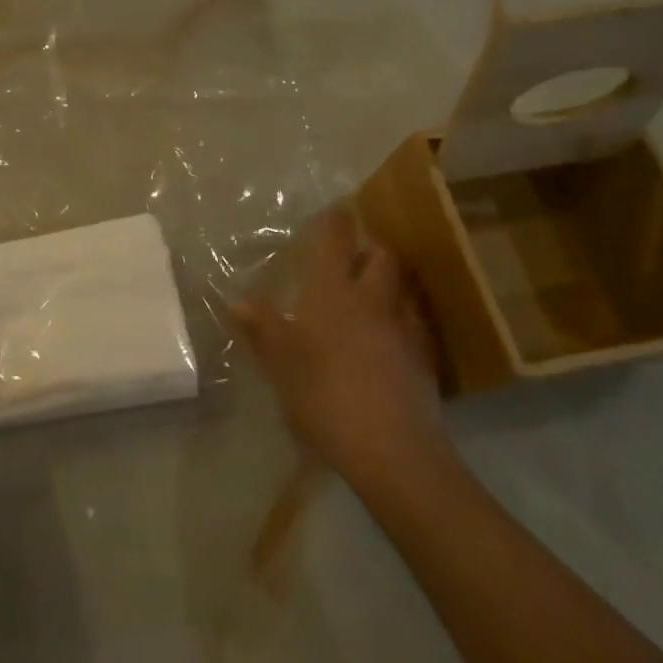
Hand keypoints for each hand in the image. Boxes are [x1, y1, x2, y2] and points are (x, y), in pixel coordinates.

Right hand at [232, 207, 453, 490]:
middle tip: (354, 253)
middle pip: (383, 255)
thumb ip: (262, 329)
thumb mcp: (280, 365)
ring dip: (391, 280)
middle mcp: (372, 300)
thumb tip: (238, 301)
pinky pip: (416, 322)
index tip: (333, 211)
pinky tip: (391, 336)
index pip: (336, 240)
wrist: (394, 451)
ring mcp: (405, 328)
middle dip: (370, 246)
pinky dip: (404, 317)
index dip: (335, 221)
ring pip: (404, 287)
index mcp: (333, 292)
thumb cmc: (325, 397)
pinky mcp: (425, 359)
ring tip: (374, 290)